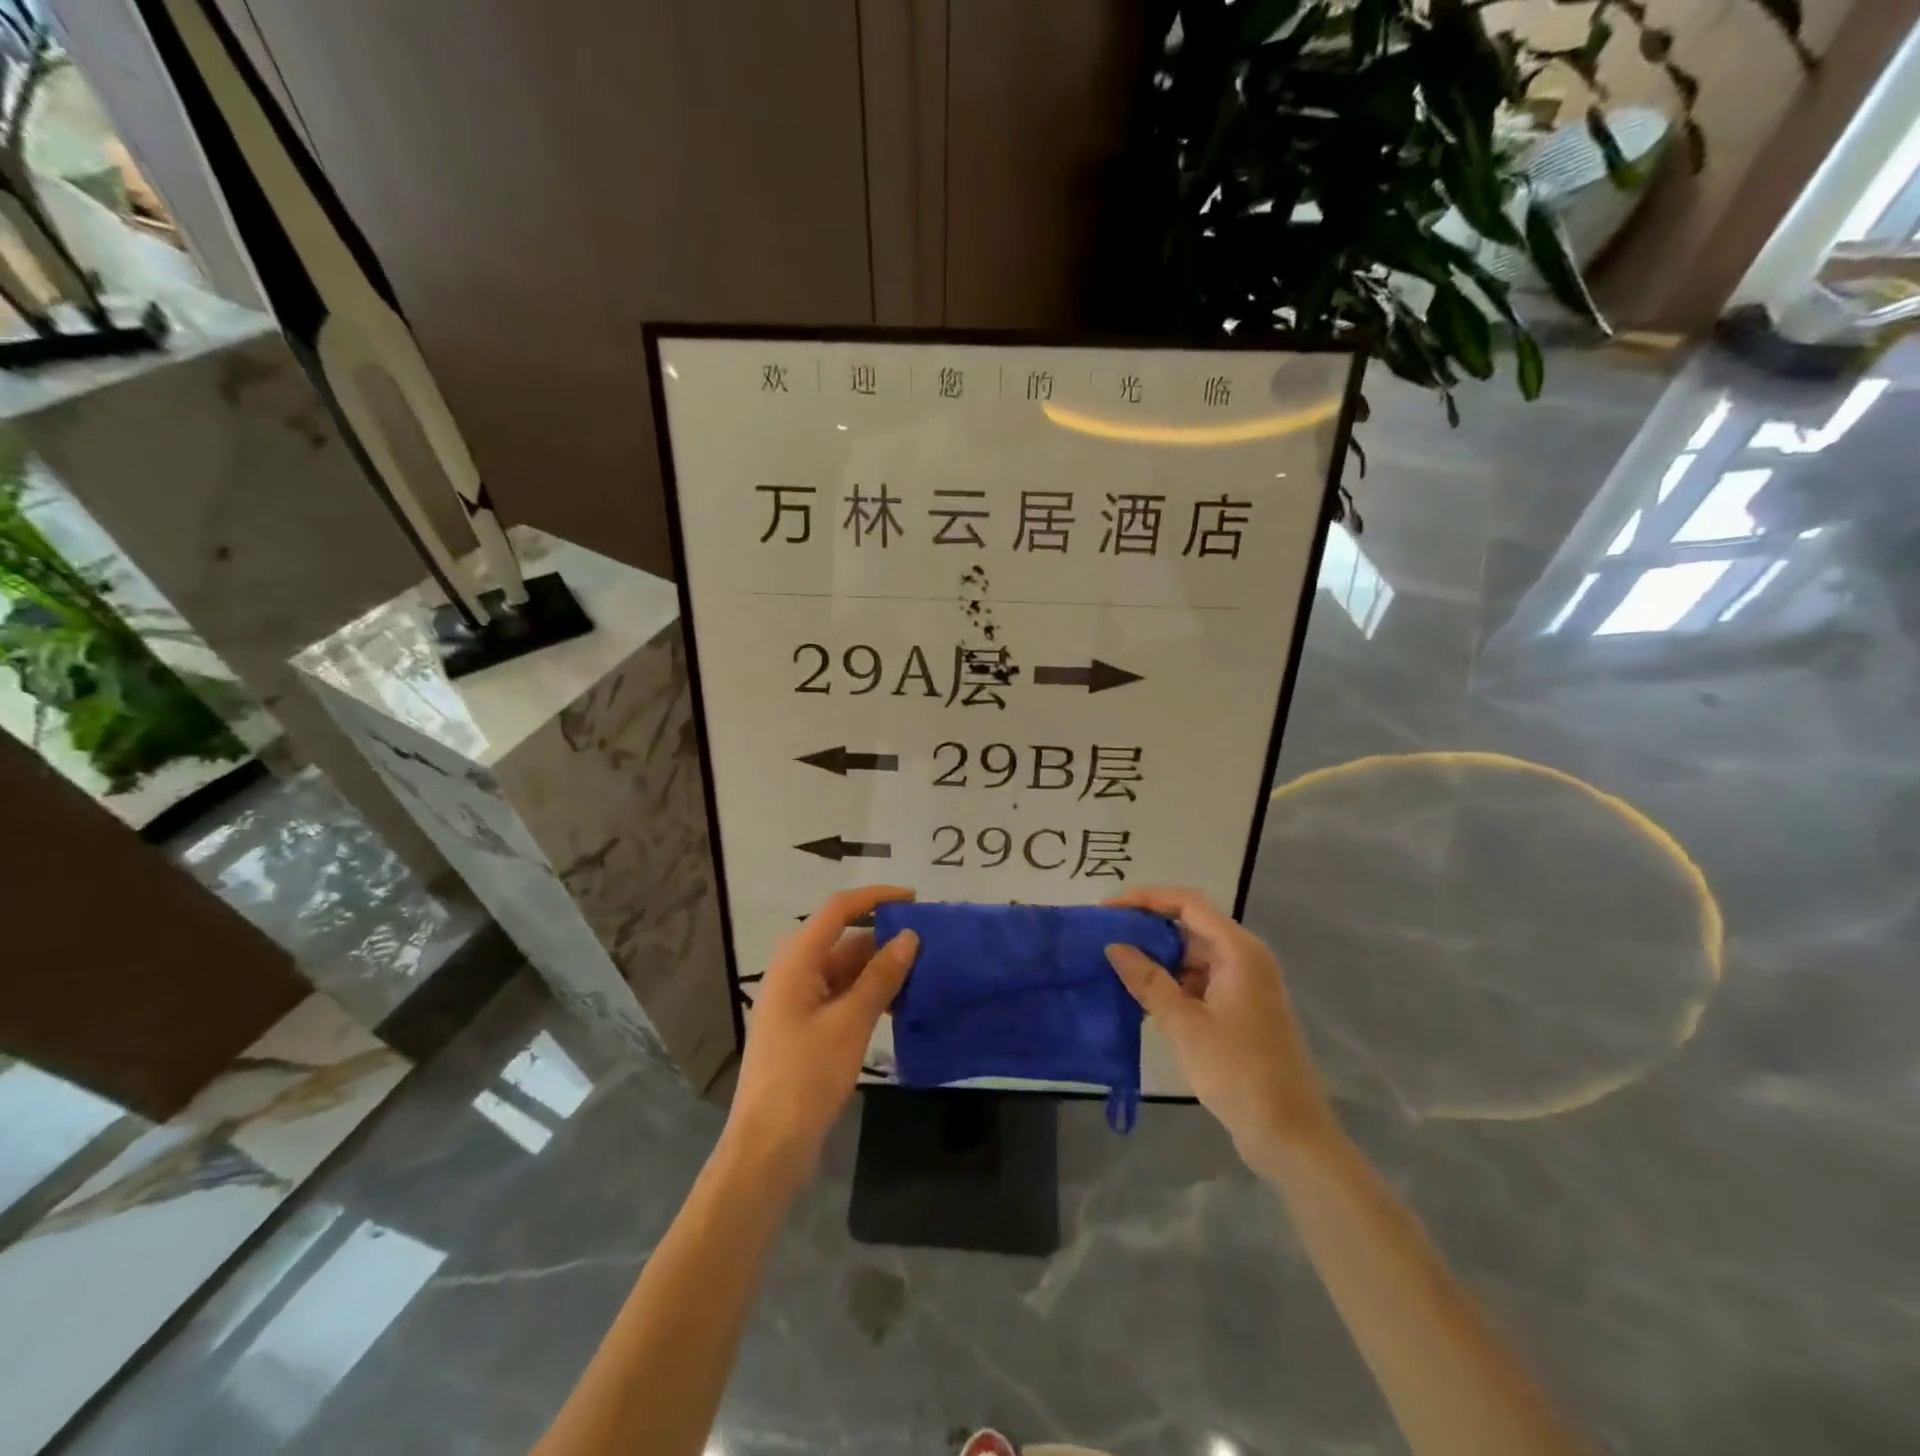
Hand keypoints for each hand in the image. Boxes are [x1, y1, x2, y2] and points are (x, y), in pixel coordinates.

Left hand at [724, 886, 918, 1186]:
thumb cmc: (806, 1076)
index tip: (914, 899)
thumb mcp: (850, 1022)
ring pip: (845, 971)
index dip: (875, 897)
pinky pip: (841, 997)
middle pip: (842, 941)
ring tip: (922, 974)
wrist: (768, 1148)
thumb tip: (909, 937)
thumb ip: (881, 977)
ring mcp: (798, 1004)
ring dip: (879, 971)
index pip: (838, 910)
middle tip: (928, 944)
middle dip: (883, 939)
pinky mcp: (806, 1030)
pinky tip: (899, 1006)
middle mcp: (794, 974)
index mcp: (796, 962)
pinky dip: (868, 996)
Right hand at [1105, 885, 1338, 1166]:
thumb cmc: (1237, 1071)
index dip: (1146, 899)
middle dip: (1149, 927)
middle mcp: (1246, 959)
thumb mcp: (1184, 1024)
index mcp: (1239, 951)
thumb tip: (1114, 946)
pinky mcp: (1242, 1010)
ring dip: (1159, 956)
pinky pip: (1201, 980)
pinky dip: (1173, 981)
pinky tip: (1143, 994)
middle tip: (1106, 935)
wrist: (1289, 1135)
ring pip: (1195, 955)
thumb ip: (1147, 980)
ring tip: (1117, 963)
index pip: (1188, 903)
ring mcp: (1246, 985)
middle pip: (1192, 926)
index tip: (1109, 908)